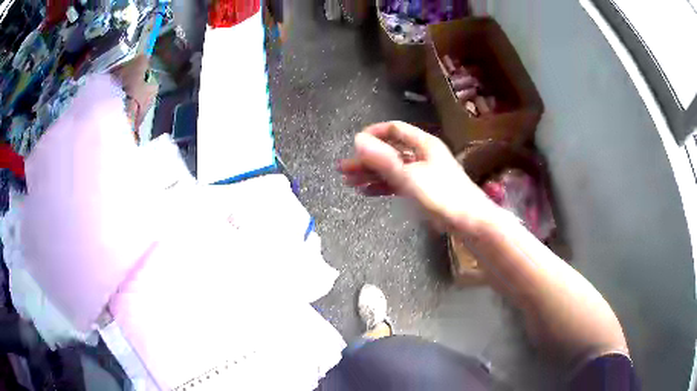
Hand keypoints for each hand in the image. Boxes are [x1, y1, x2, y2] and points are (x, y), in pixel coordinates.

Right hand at [339, 122, 490, 226]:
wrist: (470, 222)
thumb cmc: (442, 196)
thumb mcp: (409, 176)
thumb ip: (383, 159)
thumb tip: (357, 139)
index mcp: (423, 144)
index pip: (394, 129)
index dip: (373, 134)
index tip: (354, 145)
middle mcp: (423, 154)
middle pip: (390, 151)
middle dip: (366, 159)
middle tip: (343, 170)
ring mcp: (424, 172)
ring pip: (393, 168)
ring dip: (372, 174)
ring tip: (349, 182)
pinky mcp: (424, 189)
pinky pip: (399, 183)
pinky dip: (383, 186)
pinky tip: (367, 192)